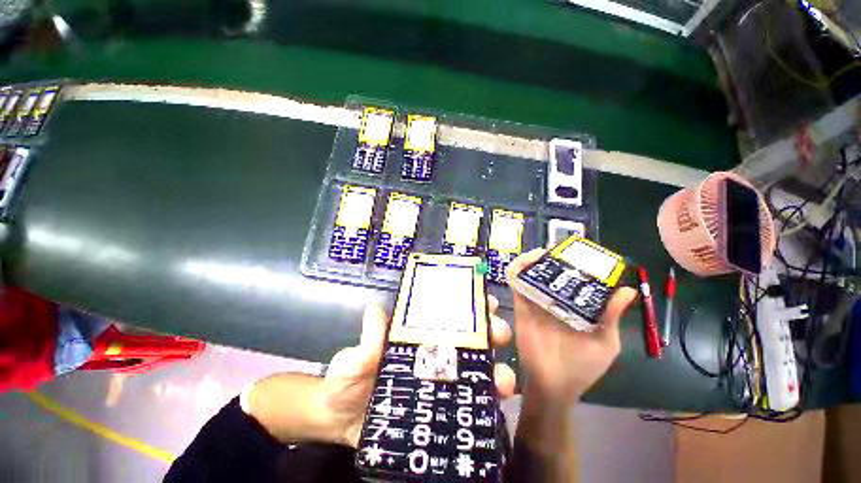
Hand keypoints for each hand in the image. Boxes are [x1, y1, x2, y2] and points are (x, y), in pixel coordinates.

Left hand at [249, 297, 516, 446]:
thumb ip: (366, 342)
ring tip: (505, 377)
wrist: (339, 424)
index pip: (446, 316)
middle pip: (468, 340)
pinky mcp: (440, 410)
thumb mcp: (353, 361)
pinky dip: (486, 401)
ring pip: (475, 371)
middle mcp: (433, 356)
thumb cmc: (346, 383)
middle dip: (489, 332)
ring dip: (495, 369)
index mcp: (416, 338)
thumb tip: (374, 311)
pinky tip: (498, 402)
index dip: (467, 306)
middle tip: (499, 332)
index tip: (486, 301)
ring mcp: (439, 384)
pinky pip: (469, 404)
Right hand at [507, 248, 635, 405]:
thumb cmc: (583, 366)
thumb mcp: (605, 341)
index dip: (574, 260)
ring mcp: (537, 301)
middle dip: (550, 257)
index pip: (576, 276)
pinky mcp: (521, 306)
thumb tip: (627, 289)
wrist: (553, 385)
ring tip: (537, 255)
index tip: (576, 250)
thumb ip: (611, 316)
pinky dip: (515, 272)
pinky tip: (519, 266)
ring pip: (530, 273)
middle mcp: (557, 298)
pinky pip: (516, 285)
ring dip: (530, 261)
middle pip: (550, 270)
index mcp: (578, 304)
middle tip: (553, 250)